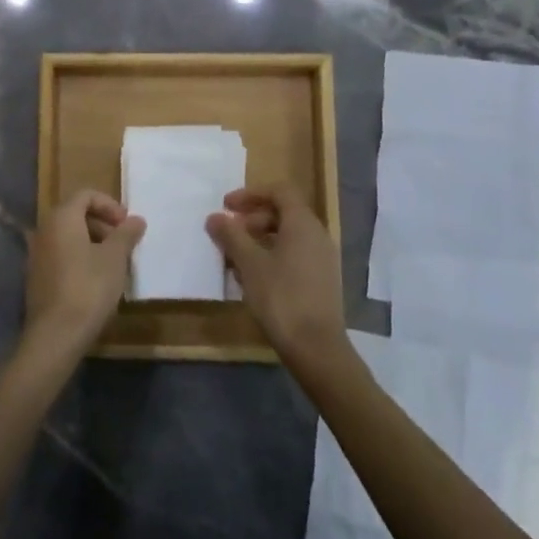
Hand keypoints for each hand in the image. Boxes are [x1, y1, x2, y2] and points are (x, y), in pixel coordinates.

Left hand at [24, 190, 146, 357]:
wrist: (56, 334)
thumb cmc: (89, 287)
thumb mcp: (115, 258)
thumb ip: (126, 234)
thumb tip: (136, 219)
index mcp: (61, 218)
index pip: (85, 195)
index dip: (109, 205)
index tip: (126, 224)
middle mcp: (44, 230)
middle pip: (75, 214)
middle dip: (102, 224)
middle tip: (123, 243)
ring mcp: (37, 254)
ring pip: (68, 236)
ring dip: (92, 242)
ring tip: (113, 263)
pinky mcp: (36, 276)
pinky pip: (60, 255)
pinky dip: (79, 257)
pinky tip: (96, 280)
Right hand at [206, 185, 346, 365]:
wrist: (317, 348)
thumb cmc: (281, 297)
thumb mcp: (249, 264)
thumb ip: (231, 236)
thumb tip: (215, 217)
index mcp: (302, 223)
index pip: (279, 191)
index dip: (250, 194)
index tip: (226, 206)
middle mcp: (317, 235)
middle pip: (283, 212)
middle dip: (252, 219)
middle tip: (228, 234)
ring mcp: (323, 259)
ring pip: (287, 236)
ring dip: (259, 240)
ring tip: (235, 259)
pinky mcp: (322, 280)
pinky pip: (294, 255)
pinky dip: (272, 257)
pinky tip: (252, 279)